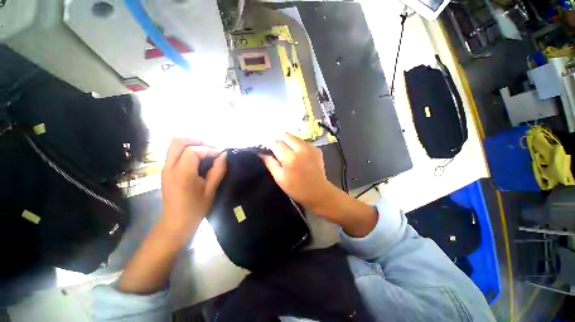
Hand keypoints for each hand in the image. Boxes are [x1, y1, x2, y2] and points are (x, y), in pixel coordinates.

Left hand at [161, 139, 226, 237]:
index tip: (220, 155)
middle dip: (197, 140)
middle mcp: (170, 167)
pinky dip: (187, 149)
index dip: (209, 150)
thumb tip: (224, 155)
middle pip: (178, 142)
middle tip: (211, 147)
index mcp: (181, 174)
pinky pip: (174, 152)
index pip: (193, 151)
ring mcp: (165, 168)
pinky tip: (198, 157)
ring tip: (206, 149)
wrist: (176, 222)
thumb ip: (218, 171)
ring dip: (191, 143)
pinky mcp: (165, 170)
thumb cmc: (195, 208)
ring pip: (174, 145)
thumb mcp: (210, 190)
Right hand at [261, 133, 336, 212]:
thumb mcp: (279, 178)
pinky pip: (303, 142)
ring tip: (288, 152)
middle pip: (286, 135)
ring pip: (294, 137)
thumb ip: (270, 163)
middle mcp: (301, 149)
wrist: (318, 192)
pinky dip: (297, 145)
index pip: (276, 143)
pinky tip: (298, 155)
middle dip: (279, 140)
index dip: (270, 144)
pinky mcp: (317, 149)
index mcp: (290, 158)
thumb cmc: (296, 188)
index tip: (268, 149)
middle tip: (278, 149)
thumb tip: (261, 153)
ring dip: (288, 142)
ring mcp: (311, 147)